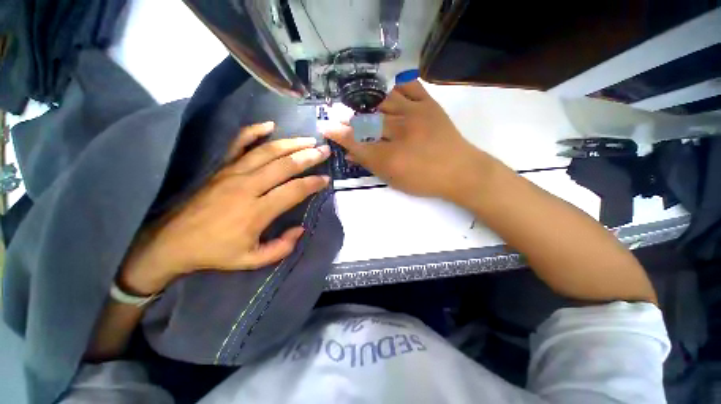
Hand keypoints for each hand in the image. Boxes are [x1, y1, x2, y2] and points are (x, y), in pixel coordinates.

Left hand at [119, 122, 330, 294]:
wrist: (172, 242)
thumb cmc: (215, 252)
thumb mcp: (252, 260)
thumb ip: (281, 247)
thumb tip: (300, 229)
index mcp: (257, 211)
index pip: (294, 190)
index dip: (313, 183)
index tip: (326, 179)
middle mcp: (248, 187)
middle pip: (285, 165)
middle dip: (308, 157)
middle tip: (324, 150)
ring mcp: (232, 173)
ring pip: (267, 152)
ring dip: (291, 144)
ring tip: (308, 140)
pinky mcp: (220, 168)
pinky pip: (238, 144)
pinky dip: (253, 131)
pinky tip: (269, 125)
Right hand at [323, 81, 491, 202]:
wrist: (460, 171)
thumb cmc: (424, 181)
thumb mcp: (394, 179)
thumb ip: (370, 165)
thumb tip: (350, 155)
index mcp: (390, 157)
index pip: (357, 142)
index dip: (339, 135)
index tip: (326, 127)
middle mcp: (399, 132)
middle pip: (367, 120)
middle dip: (351, 119)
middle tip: (343, 116)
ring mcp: (416, 114)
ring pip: (384, 101)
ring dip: (373, 106)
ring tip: (372, 113)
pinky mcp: (430, 105)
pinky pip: (409, 86)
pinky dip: (397, 88)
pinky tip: (392, 96)